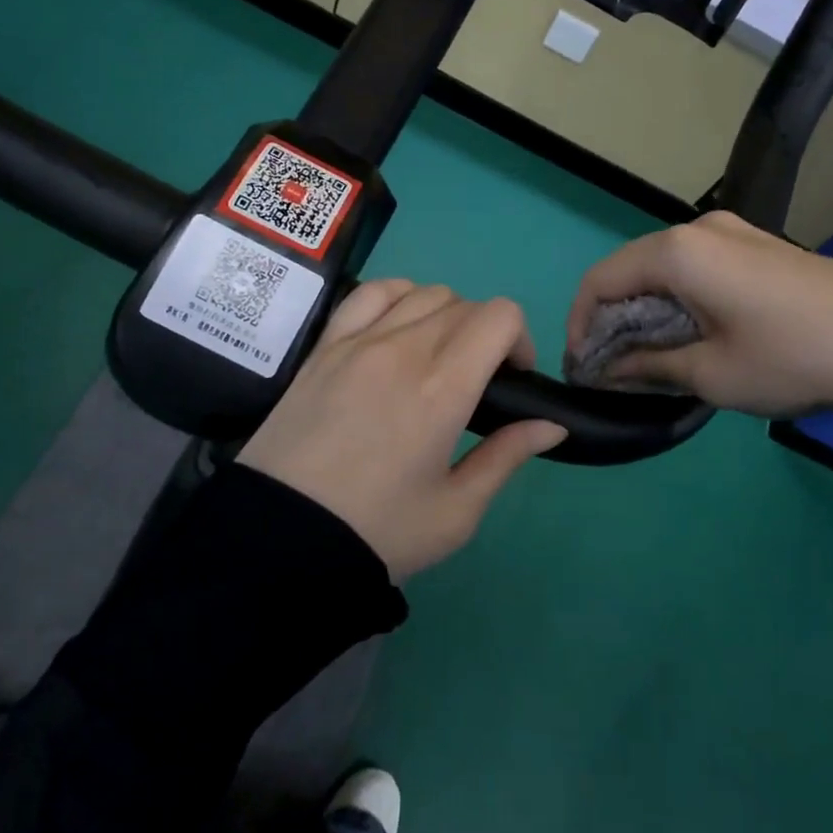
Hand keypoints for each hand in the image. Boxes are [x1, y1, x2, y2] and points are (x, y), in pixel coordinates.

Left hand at [239, 281, 565, 579]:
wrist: (281, 540)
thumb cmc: (377, 532)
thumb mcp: (456, 511)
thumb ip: (507, 457)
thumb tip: (551, 424)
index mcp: (442, 389)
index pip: (499, 316)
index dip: (519, 339)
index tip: (513, 378)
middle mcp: (403, 349)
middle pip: (465, 304)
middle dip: (486, 334)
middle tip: (476, 381)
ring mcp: (358, 341)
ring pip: (422, 292)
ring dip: (446, 315)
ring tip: (437, 356)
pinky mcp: (325, 346)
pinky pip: (371, 293)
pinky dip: (398, 296)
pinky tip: (398, 326)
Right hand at [567, 211, 832, 424]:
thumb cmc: (793, 359)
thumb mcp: (711, 374)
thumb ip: (646, 366)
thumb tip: (607, 369)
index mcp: (678, 252)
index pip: (600, 280)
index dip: (580, 325)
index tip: (583, 369)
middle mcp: (699, 228)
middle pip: (629, 269)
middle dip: (611, 318)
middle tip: (612, 368)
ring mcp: (734, 231)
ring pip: (663, 268)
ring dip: (645, 310)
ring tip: (648, 357)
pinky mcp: (759, 245)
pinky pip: (696, 266)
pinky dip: (677, 299)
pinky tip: (690, 333)